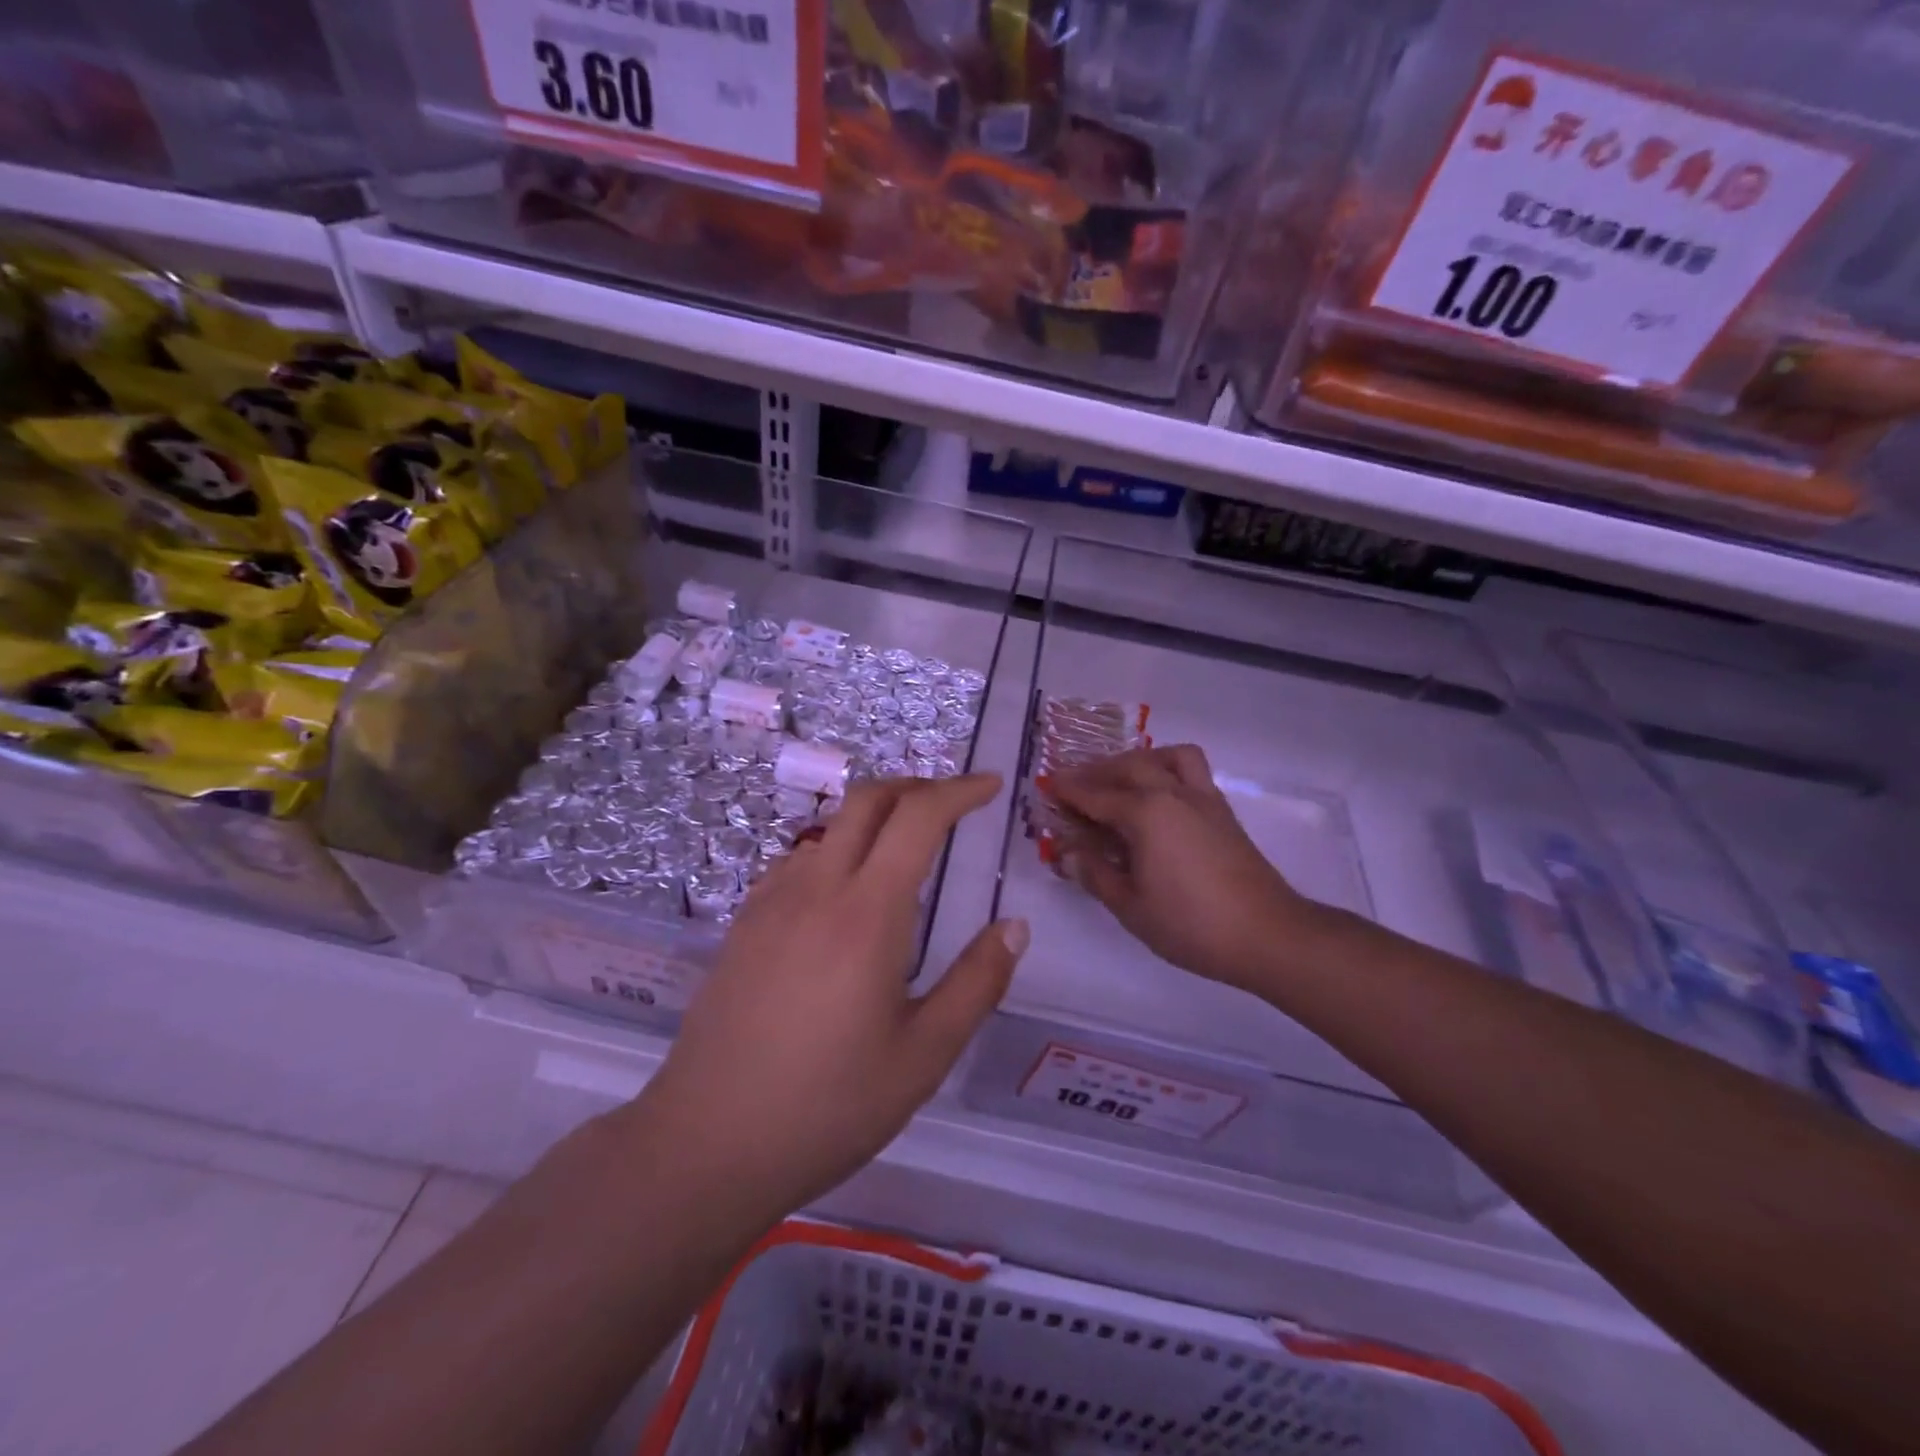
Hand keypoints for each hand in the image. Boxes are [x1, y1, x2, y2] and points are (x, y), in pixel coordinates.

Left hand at [640, 774, 1027, 1220]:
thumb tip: (1014, 927)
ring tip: (905, 847)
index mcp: (867, 913)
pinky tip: (843, 891)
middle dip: (916, 787)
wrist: (707, 1143)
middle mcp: (817, 888)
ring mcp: (772, 902)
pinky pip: (797, 860)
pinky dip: (836, 849)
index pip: (918, 817)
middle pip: (867, 800)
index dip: (960, 791)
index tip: (991, 786)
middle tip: (953, 803)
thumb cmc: (828, 1106)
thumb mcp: (923, 1056)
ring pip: (830, 827)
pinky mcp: (743, 923)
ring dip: (874, 817)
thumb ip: (977, 983)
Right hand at [1043, 745, 1316, 992]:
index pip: (1095, 795)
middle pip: (1128, 766)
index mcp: (1145, 813)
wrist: (1267, 934)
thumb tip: (1066, 854)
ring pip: (1167, 757)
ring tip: (1122, 780)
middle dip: (1096, 771)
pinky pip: (1192, 771)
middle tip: (1075, 785)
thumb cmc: (1190, 924)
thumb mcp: (1130, 906)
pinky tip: (1158, 799)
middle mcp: (1172, 793)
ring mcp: (1203, 799)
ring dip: (1139, 760)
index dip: (1067, 790)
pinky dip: (1167, 770)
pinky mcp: (1223, 811)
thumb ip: (1095, 874)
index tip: (1046, 785)